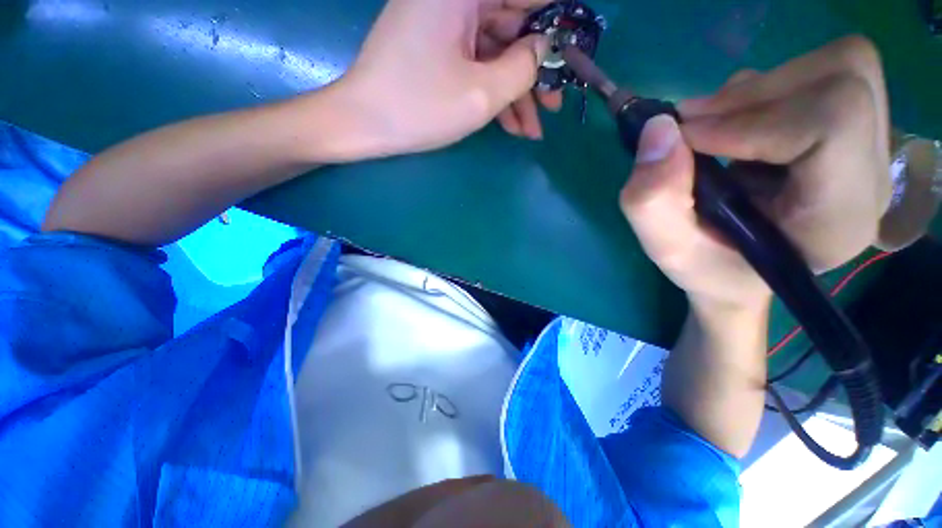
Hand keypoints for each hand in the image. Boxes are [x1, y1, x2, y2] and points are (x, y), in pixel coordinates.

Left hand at [331, 0, 559, 159]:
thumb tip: (544, 49)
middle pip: (512, 27)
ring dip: (516, 92)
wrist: (362, 124)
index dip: (555, 24)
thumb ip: (524, 67)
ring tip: (532, 129)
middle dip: (535, 71)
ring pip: (495, 53)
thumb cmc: (418, 107)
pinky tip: (510, 125)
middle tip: (554, 105)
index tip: (571, 56)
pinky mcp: (437, 49)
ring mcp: (444, 24)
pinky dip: (494, 92)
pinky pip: (476, 65)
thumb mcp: (481, 93)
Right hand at [619, 36, 891, 309]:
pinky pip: (819, 76)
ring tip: (712, 130)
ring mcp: (868, 149)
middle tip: (694, 127)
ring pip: (837, 67)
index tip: (686, 140)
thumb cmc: (709, 270)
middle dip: (754, 95)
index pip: (833, 122)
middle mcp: (870, 176)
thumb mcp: (667, 249)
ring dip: (757, 89)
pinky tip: (734, 130)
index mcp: (839, 216)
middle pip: (844, 79)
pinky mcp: (851, 132)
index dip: (752, 118)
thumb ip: (651, 201)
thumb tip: (658, 128)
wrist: (741, 273)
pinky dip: (763, 90)